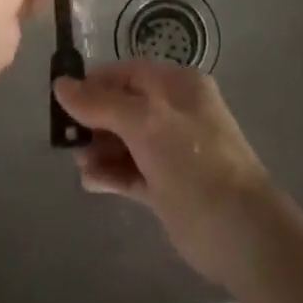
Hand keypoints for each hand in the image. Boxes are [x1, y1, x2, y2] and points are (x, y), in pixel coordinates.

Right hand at [52, 61, 275, 285]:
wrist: (240, 230)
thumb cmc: (193, 162)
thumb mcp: (145, 123)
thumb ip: (102, 103)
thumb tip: (62, 85)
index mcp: (178, 85)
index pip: (129, 73)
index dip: (96, 83)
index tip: (63, 101)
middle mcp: (176, 111)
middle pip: (126, 105)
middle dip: (95, 119)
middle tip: (68, 140)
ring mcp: (173, 150)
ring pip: (126, 140)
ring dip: (100, 148)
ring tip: (80, 163)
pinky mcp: (168, 186)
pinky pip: (132, 171)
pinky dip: (111, 173)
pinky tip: (90, 181)